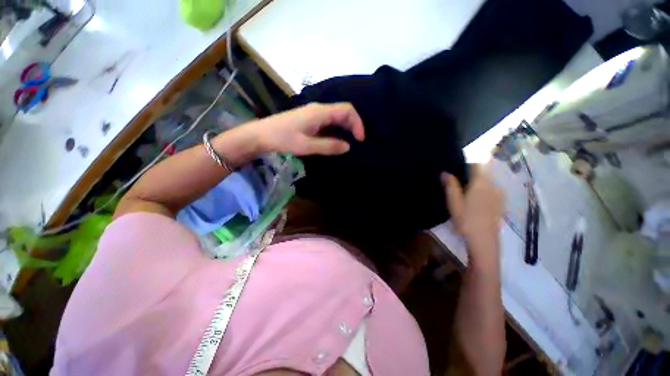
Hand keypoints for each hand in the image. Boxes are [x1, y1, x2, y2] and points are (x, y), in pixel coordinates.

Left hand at [251, 102, 364, 155]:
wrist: (260, 135)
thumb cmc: (282, 138)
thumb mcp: (306, 145)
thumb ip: (328, 146)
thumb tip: (348, 147)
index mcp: (320, 112)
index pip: (347, 110)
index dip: (357, 123)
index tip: (360, 140)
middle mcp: (318, 109)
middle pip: (343, 112)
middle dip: (353, 125)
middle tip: (357, 143)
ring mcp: (312, 113)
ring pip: (335, 116)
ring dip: (344, 128)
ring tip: (348, 143)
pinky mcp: (307, 118)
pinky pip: (327, 120)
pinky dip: (334, 129)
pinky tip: (333, 141)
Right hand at [441, 166, 503, 255]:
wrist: (484, 241)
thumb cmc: (467, 221)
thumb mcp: (454, 204)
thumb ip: (451, 186)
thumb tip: (445, 172)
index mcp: (481, 180)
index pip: (477, 164)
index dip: (469, 163)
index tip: (462, 168)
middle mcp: (492, 184)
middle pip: (484, 173)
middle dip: (476, 175)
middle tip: (465, 183)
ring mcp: (498, 195)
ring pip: (490, 184)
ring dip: (482, 186)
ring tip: (472, 196)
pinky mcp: (501, 206)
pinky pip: (494, 194)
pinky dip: (487, 195)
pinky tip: (480, 206)